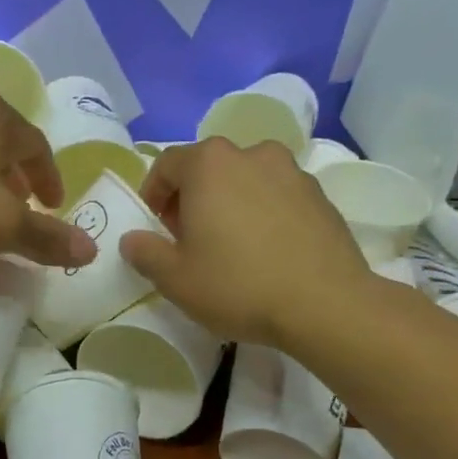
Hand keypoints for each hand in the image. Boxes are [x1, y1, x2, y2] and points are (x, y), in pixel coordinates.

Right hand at [119, 138, 370, 344]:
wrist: (325, 304)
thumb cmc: (238, 285)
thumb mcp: (175, 279)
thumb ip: (145, 253)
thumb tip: (132, 240)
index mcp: (210, 163)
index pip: (167, 164)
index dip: (153, 194)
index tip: (155, 227)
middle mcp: (251, 154)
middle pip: (208, 168)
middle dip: (191, 198)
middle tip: (188, 239)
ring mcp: (291, 172)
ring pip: (245, 179)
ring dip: (229, 203)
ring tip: (230, 245)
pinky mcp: (320, 195)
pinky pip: (276, 196)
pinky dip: (262, 213)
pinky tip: (265, 251)